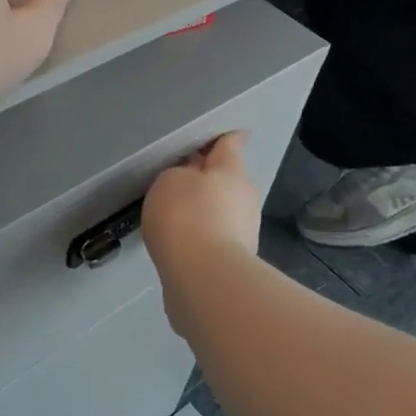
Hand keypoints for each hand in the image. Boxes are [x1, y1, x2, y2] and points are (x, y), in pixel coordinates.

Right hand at [143, 132, 261, 342]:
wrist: (203, 280)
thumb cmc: (187, 217)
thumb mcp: (171, 180)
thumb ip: (180, 174)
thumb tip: (191, 180)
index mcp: (232, 171)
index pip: (231, 143)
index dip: (223, 137)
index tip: (214, 135)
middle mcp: (245, 197)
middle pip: (227, 179)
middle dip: (208, 177)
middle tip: (179, 177)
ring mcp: (244, 232)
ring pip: (221, 210)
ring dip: (203, 209)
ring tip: (174, 214)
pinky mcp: (233, 262)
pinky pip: (213, 238)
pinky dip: (199, 236)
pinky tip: (179, 242)